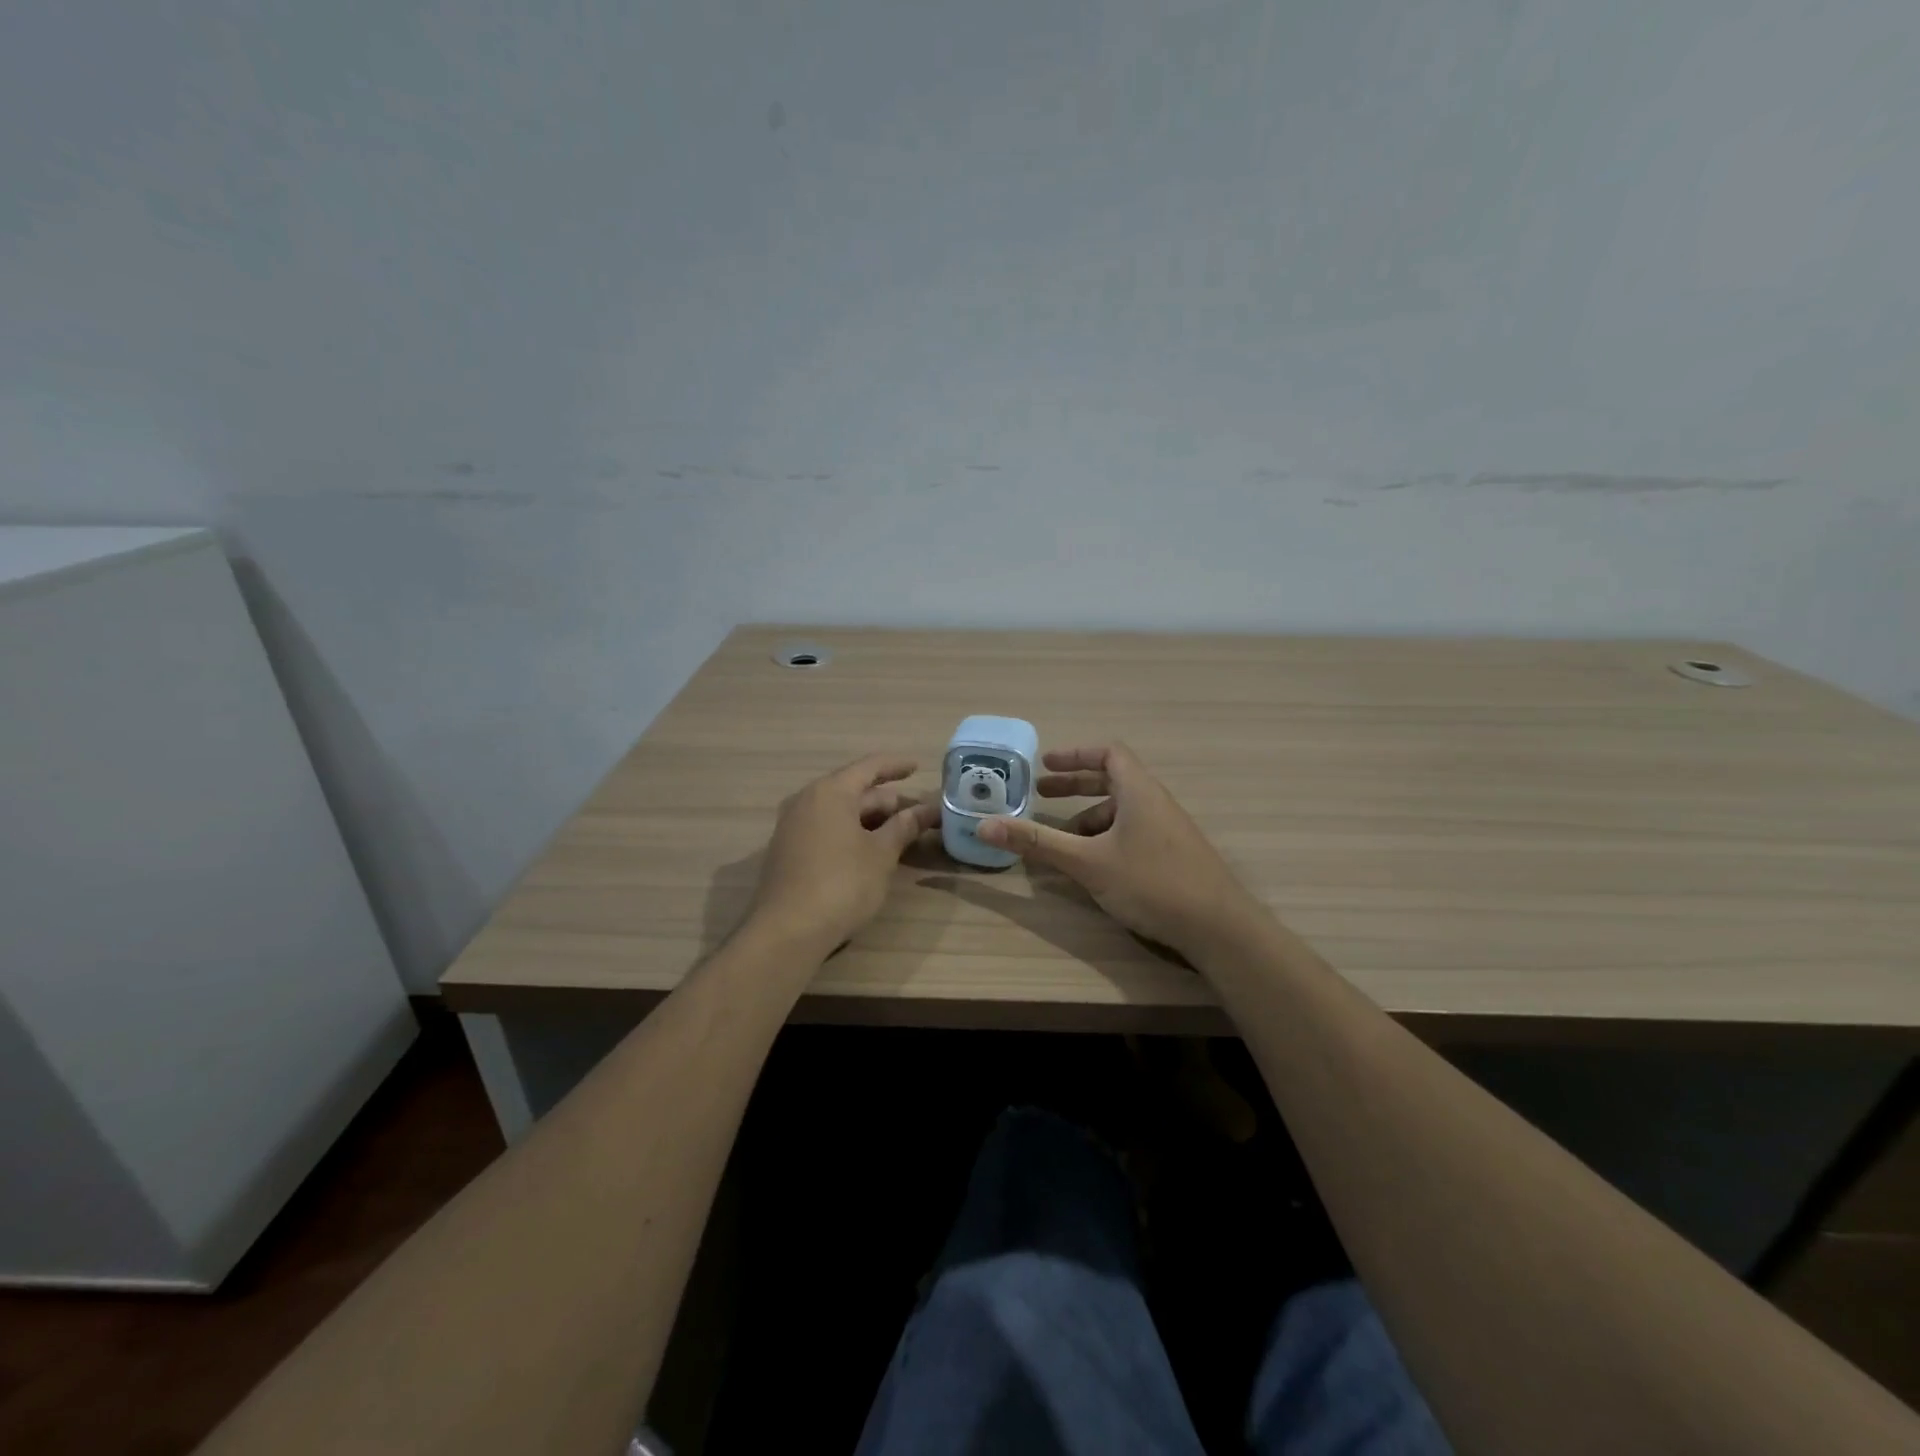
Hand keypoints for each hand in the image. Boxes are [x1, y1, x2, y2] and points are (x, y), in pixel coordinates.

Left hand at [746, 754, 940, 954]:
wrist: (787, 931)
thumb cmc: (842, 884)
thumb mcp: (881, 854)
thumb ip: (903, 828)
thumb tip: (924, 810)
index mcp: (830, 791)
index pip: (869, 767)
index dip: (896, 766)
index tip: (918, 766)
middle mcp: (807, 801)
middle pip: (854, 790)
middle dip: (888, 801)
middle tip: (919, 814)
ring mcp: (793, 827)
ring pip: (840, 812)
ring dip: (870, 820)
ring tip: (900, 833)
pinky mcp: (788, 851)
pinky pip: (826, 829)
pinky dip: (851, 832)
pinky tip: (869, 850)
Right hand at [976, 743, 1265, 958]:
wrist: (1219, 928)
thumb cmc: (1151, 883)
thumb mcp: (1087, 862)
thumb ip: (1037, 842)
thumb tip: (984, 824)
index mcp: (1139, 791)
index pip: (1108, 753)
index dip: (1075, 754)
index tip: (1044, 764)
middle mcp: (1155, 802)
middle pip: (1112, 780)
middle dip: (1074, 787)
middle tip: (1041, 796)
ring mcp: (1168, 830)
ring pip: (1121, 811)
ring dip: (1088, 819)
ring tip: (1060, 841)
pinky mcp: (1173, 855)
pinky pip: (1132, 833)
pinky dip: (1106, 839)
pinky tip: (1092, 868)